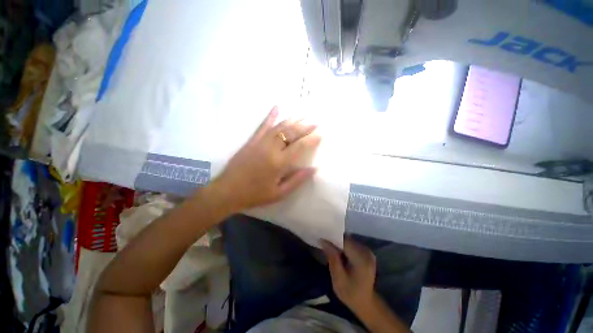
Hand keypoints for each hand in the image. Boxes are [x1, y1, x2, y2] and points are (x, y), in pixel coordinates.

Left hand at [212, 106, 320, 210]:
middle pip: (291, 133)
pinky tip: (277, 107)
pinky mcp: (251, 141)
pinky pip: (262, 125)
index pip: (300, 146)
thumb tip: (314, 169)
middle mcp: (271, 148)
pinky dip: (270, 116)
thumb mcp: (279, 193)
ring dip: (293, 120)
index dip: (311, 139)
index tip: (320, 133)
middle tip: (316, 122)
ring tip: (303, 115)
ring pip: (279, 127)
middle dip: (305, 126)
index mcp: (279, 163)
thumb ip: (297, 180)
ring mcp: (260, 142)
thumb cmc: (255, 194)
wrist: (228, 191)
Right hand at [321, 238, 376, 312]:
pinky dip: (344, 246)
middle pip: (347, 239)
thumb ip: (332, 258)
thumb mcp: (338, 279)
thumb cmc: (350, 293)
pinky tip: (339, 253)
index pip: (344, 241)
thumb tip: (323, 240)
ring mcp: (368, 252)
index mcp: (361, 259)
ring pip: (349, 240)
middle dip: (335, 241)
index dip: (333, 238)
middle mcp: (367, 252)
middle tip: (324, 244)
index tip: (322, 239)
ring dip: (339, 243)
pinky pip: (353, 244)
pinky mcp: (367, 253)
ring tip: (330, 248)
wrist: (365, 302)